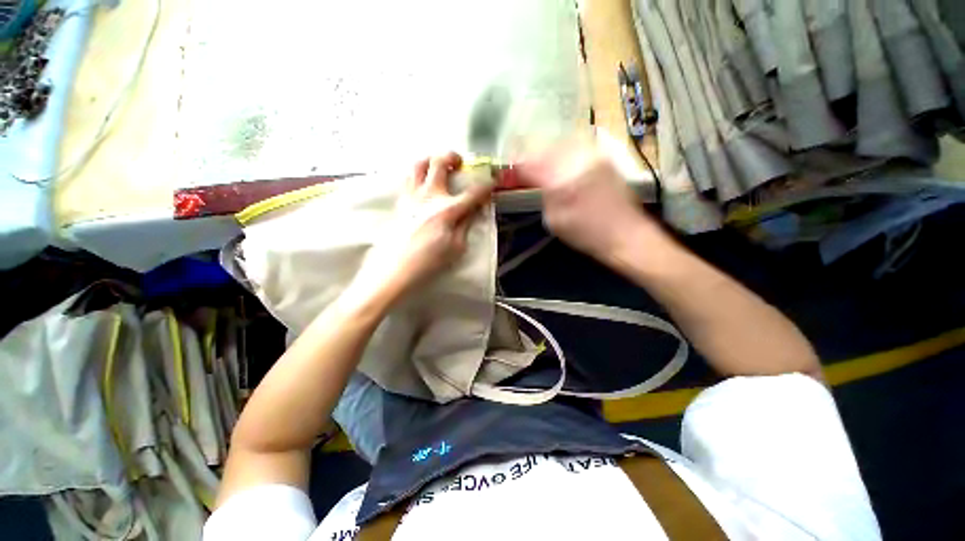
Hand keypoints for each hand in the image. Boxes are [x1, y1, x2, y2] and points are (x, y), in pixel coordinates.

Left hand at [352, 152, 492, 301]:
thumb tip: (473, 210)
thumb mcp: (456, 248)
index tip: (494, 180)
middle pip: (438, 163)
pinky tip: (421, 183)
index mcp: (448, 210)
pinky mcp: (400, 203)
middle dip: (451, 157)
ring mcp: (411, 197)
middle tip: (458, 161)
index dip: (487, 185)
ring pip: (417, 165)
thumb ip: (466, 225)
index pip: (473, 193)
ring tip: (437, 165)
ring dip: (430, 159)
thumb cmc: (429, 262)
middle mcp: (429, 196)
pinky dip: (416, 174)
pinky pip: (407, 179)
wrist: (395, 269)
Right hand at [517, 142, 659, 263]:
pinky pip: (578, 146)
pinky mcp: (604, 159)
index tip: (508, 167)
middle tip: (522, 163)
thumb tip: (534, 180)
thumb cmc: (585, 234)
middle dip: (530, 152)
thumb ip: (542, 195)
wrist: (625, 234)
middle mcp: (577, 160)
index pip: (531, 162)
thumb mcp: (553, 220)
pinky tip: (560, 161)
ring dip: (547, 150)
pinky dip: (563, 151)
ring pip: (562, 142)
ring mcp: (594, 156)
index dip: (516, 163)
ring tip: (539, 161)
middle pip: (546, 146)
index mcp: (561, 179)